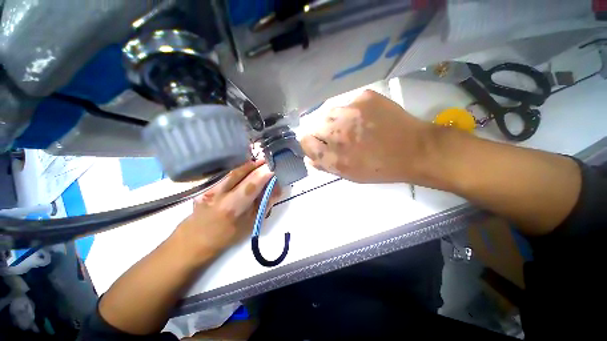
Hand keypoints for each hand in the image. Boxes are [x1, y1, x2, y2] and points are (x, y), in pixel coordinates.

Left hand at [173, 160, 281, 262]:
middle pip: (240, 171)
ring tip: (258, 164)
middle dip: (256, 165)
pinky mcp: (203, 185)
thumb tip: (276, 186)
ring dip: (247, 166)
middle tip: (267, 162)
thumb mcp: (252, 222)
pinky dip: (238, 169)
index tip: (274, 167)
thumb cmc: (229, 234)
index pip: (252, 183)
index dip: (265, 172)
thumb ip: (265, 202)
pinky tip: (245, 170)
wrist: (198, 238)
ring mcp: (207, 188)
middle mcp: (217, 194)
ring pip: (231, 170)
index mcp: (232, 207)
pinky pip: (225, 173)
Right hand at [300, 90, 433, 183]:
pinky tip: (363, 118)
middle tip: (335, 137)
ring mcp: (351, 112)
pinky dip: (350, 111)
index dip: (309, 144)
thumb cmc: (380, 168)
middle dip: (320, 132)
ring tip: (348, 126)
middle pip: (313, 125)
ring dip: (333, 120)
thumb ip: (326, 166)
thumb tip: (309, 158)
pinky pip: (347, 103)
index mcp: (334, 157)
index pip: (305, 142)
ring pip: (328, 112)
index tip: (317, 145)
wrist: (415, 150)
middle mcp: (337, 133)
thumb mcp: (349, 175)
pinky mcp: (364, 98)